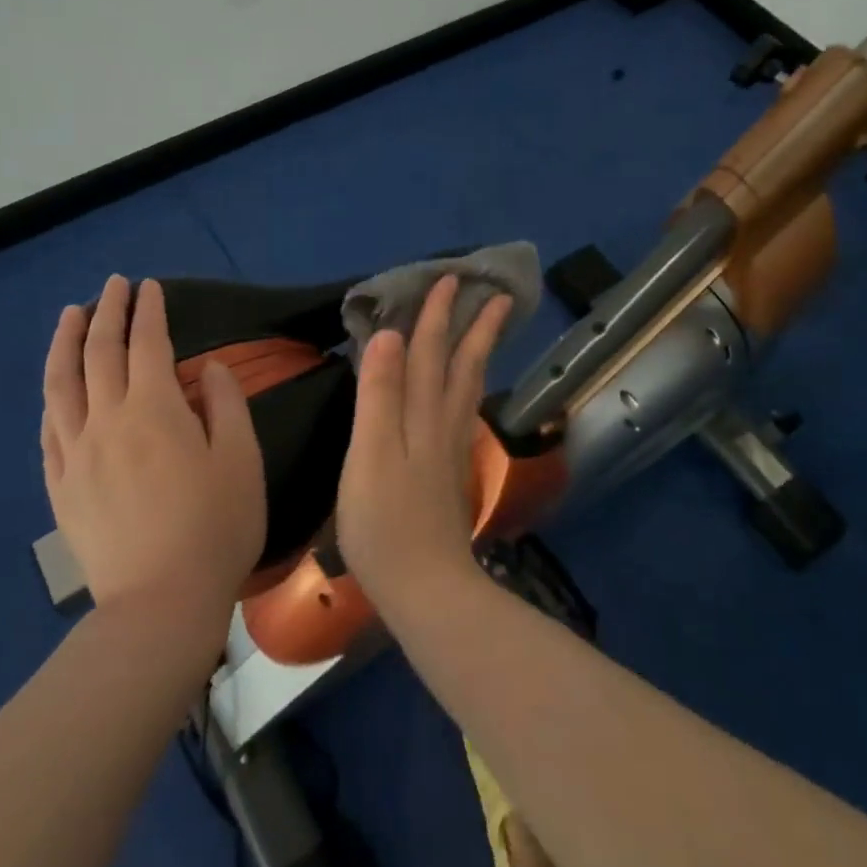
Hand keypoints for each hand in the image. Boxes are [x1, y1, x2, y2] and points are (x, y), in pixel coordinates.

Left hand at [41, 275, 266, 623]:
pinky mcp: (61, 486)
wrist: (160, 603)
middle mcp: (108, 420)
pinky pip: (49, 429)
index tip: (149, 286)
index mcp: (155, 410)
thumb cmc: (215, 528)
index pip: (148, 344)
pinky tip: (55, 387)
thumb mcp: (241, 460)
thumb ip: (225, 404)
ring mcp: (77, 453)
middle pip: (100, 352)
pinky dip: (52, 397)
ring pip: (62, 383)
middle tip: (113, 285)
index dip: (149, 311)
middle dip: (108, 311)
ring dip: (66, 342)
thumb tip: (207, 368)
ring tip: (70, 314)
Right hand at [336, 275, 514, 605]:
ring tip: (489, 330)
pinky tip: (466, 392)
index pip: (429, 353)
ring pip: (468, 388)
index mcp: (421, 416)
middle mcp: (442, 425)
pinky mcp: (449, 473)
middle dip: (474, 327)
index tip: (450, 278)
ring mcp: (450, 450)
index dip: (436, 316)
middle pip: (461, 366)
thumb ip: (379, 395)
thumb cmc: (384, 522)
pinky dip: (467, 387)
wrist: (425, 588)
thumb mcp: (369, 453)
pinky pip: (462, 411)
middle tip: (496, 294)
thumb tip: (390, 336)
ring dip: (477, 353)